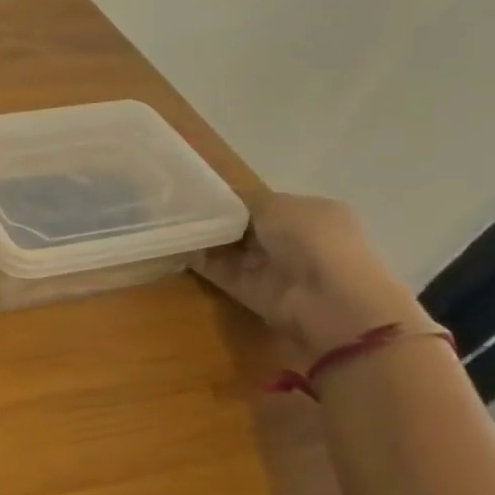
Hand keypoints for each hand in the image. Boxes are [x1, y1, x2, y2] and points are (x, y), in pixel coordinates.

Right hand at [193, 194, 431, 359]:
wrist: (326, 300)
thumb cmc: (310, 239)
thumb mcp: (276, 204)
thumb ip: (244, 200)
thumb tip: (219, 203)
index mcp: (312, 214)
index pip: (267, 205)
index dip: (236, 200)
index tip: (202, 194)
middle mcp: (295, 241)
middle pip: (245, 227)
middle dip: (216, 219)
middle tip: (180, 207)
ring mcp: (273, 268)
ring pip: (230, 249)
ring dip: (204, 238)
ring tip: (168, 222)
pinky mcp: (252, 291)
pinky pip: (219, 270)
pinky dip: (197, 260)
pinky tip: (172, 245)